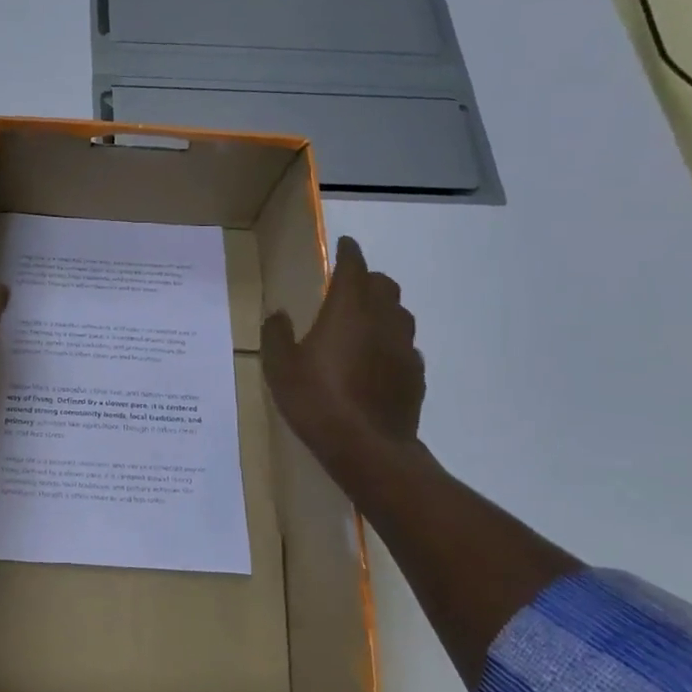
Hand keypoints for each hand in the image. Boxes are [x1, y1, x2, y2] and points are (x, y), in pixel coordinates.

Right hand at [261, 235, 424, 474]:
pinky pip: (405, 346)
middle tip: (349, 286)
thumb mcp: (279, 367)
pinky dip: (391, 342)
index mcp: (348, 310)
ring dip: (383, 309)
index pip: (354, 267)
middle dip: (368, 279)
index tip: (345, 244)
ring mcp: (404, 348)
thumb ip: (276, 334)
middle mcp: (382, 320)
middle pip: (384, 285)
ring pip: (400, 314)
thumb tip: (279, 315)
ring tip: (364, 321)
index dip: (349, 252)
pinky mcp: (415, 375)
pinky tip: (376, 360)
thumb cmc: (317, 399)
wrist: (367, 448)